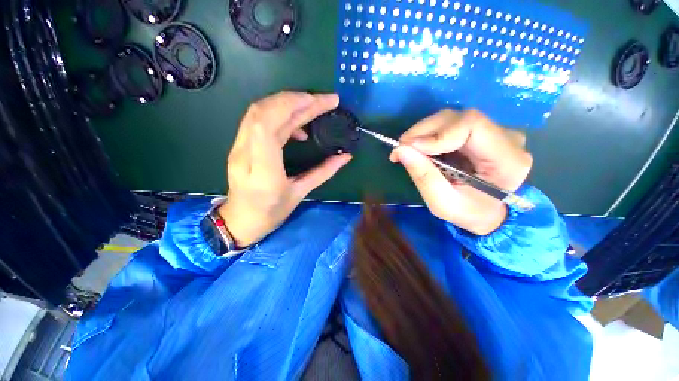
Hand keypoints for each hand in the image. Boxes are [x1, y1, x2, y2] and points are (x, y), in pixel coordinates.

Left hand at [218, 92, 351, 246]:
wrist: (241, 220)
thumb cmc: (272, 212)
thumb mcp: (301, 194)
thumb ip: (323, 172)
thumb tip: (345, 156)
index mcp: (263, 172)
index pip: (267, 127)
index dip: (290, 106)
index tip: (318, 102)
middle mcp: (245, 154)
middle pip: (264, 113)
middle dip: (296, 100)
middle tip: (324, 100)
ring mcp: (238, 147)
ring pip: (259, 112)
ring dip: (288, 103)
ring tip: (313, 107)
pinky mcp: (240, 145)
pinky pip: (258, 120)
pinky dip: (280, 115)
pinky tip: (297, 126)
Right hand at [389, 110, 531, 234]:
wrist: (488, 213)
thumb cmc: (469, 213)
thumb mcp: (442, 203)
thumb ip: (423, 176)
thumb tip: (400, 150)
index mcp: (507, 160)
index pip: (472, 126)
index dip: (437, 134)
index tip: (410, 148)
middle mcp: (507, 138)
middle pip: (459, 118)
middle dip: (424, 131)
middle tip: (400, 147)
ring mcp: (496, 132)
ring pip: (453, 119)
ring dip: (424, 132)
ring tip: (406, 148)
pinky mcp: (482, 132)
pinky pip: (451, 125)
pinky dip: (430, 135)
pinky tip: (419, 147)